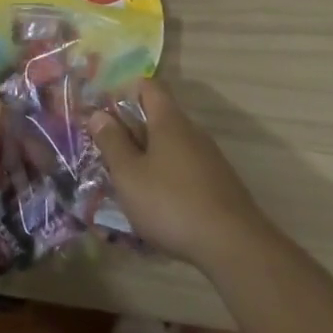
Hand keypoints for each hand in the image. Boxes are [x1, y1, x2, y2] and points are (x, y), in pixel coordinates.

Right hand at [86, 79, 272, 269]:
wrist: (233, 245)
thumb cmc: (171, 203)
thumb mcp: (129, 175)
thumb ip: (112, 142)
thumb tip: (99, 114)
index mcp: (169, 121)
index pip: (148, 86)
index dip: (125, 92)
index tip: (104, 113)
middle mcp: (191, 132)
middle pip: (158, 117)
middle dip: (132, 132)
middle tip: (107, 154)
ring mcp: (208, 158)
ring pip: (171, 147)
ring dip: (148, 158)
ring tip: (127, 184)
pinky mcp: (218, 184)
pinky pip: (184, 170)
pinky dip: (166, 178)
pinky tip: (156, 206)